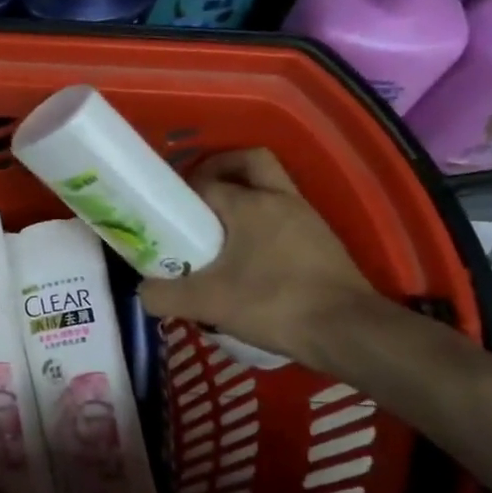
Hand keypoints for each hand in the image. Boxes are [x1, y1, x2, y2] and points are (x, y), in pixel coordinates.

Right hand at [137, 148, 377, 361]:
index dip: (180, 194)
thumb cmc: (272, 303)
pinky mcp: (324, 242)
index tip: (165, 216)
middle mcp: (281, 199)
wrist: (347, 331)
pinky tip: (248, 258)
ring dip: (244, 199)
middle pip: (249, 162)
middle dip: (221, 169)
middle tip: (197, 199)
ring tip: (219, 234)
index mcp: (250, 203)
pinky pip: (285, 217)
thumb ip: (163, 295)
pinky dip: (263, 224)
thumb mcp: (205, 303)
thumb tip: (144, 292)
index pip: (206, 181)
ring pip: (271, 189)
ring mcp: (308, 219)